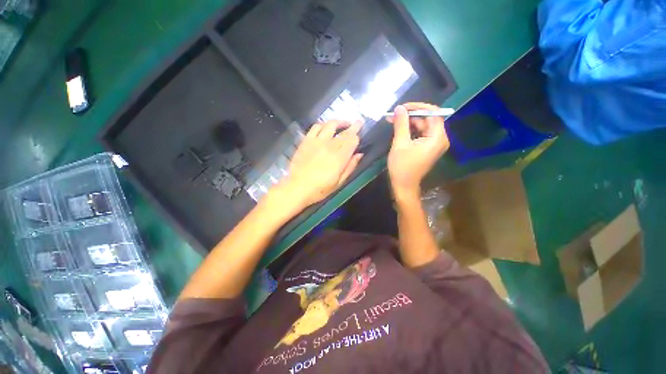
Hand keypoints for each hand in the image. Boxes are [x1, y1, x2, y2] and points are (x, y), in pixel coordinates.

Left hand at [277, 120, 363, 208]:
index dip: (357, 134)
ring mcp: (317, 141)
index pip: (352, 140)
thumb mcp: (339, 182)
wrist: (297, 187)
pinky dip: (323, 124)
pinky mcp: (306, 141)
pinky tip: (325, 127)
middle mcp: (330, 146)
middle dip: (353, 126)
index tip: (361, 129)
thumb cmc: (320, 189)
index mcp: (339, 157)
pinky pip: (316, 127)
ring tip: (343, 124)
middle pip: (344, 132)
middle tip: (358, 122)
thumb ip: (350, 167)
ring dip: (339, 122)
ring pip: (330, 125)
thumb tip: (359, 154)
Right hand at [387, 103, 449, 196]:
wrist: (403, 186)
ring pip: (423, 126)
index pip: (433, 113)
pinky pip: (421, 134)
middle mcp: (440, 139)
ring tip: (393, 120)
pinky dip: (410, 130)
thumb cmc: (402, 167)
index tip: (402, 107)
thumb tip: (399, 108)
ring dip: (409, 122)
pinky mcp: (428, 148)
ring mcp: (434, 144)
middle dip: (411, 115)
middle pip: (428, 119)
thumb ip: (401, 124)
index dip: (418, 107)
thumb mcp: (400, 143)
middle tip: (394, 114)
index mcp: (437, 137)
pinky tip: (399, 129)